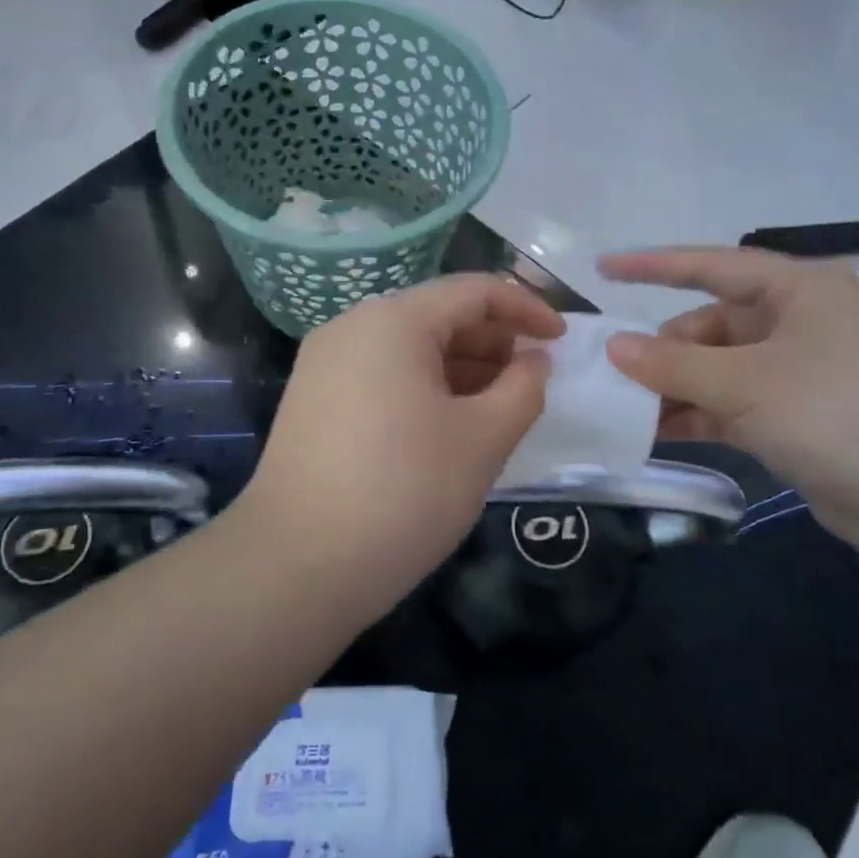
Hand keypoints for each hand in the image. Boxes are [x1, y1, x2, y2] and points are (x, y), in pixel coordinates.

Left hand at [243, 274, 561, 602]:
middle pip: (437, 315)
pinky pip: (382, 375)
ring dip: (461, 367)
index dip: (526, 308)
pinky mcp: (313, 401)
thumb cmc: (404, 492)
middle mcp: (351, 328)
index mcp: (392, 320)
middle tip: (532, 379)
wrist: (296, 566)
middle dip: (493, 340)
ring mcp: (325, 364)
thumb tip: (533, 360)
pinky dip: (424, 387)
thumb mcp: (483, 439)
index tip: (562, 340)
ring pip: (408, 348)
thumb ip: (523, 388)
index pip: (473, 291)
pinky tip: (449, 424)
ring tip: (499, 405)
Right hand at [600, 247, 858, 596]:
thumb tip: (614, 347)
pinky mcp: (801, 424)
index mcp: (797, 291)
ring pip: (719, 372)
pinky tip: (658, 435)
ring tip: (620, 411)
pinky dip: (699, 418)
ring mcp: (801, 377)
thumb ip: (675, 364)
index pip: (711, 265)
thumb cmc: (846, 412)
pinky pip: (734, 409)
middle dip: (660, 349)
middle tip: (607, 376)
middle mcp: (798, 326)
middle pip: (711, 326)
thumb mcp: (749, 383)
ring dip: (674, 390)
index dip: (654, 265)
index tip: (602, 269)